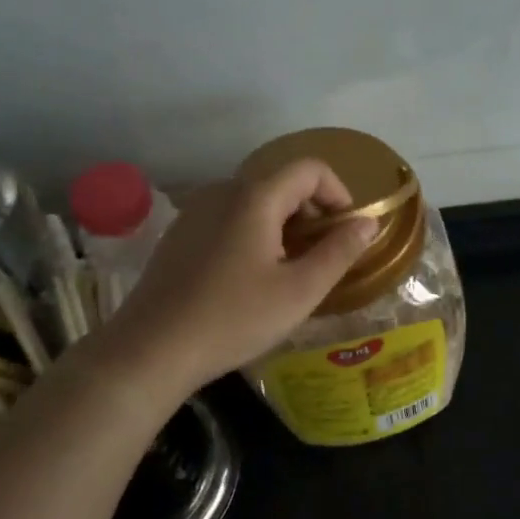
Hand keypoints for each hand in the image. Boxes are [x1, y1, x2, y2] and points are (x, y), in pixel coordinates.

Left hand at [100, 159, 376, 394]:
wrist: (151, 350)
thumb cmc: (234, 319)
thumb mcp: (300, 291)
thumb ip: (339, 251)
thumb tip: (368, 223)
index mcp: (255, 197)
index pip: (310, 168)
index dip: (339, 193)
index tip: (347, 232)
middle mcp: (223, 192)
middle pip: (282, 183)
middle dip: (312, 213)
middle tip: (321, 257)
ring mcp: (195, 211)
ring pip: (255, 202)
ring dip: (283, 224)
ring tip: (288, 270)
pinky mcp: (179, 234)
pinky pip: (229, 218)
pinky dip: (254, 233)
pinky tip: (249, 278)